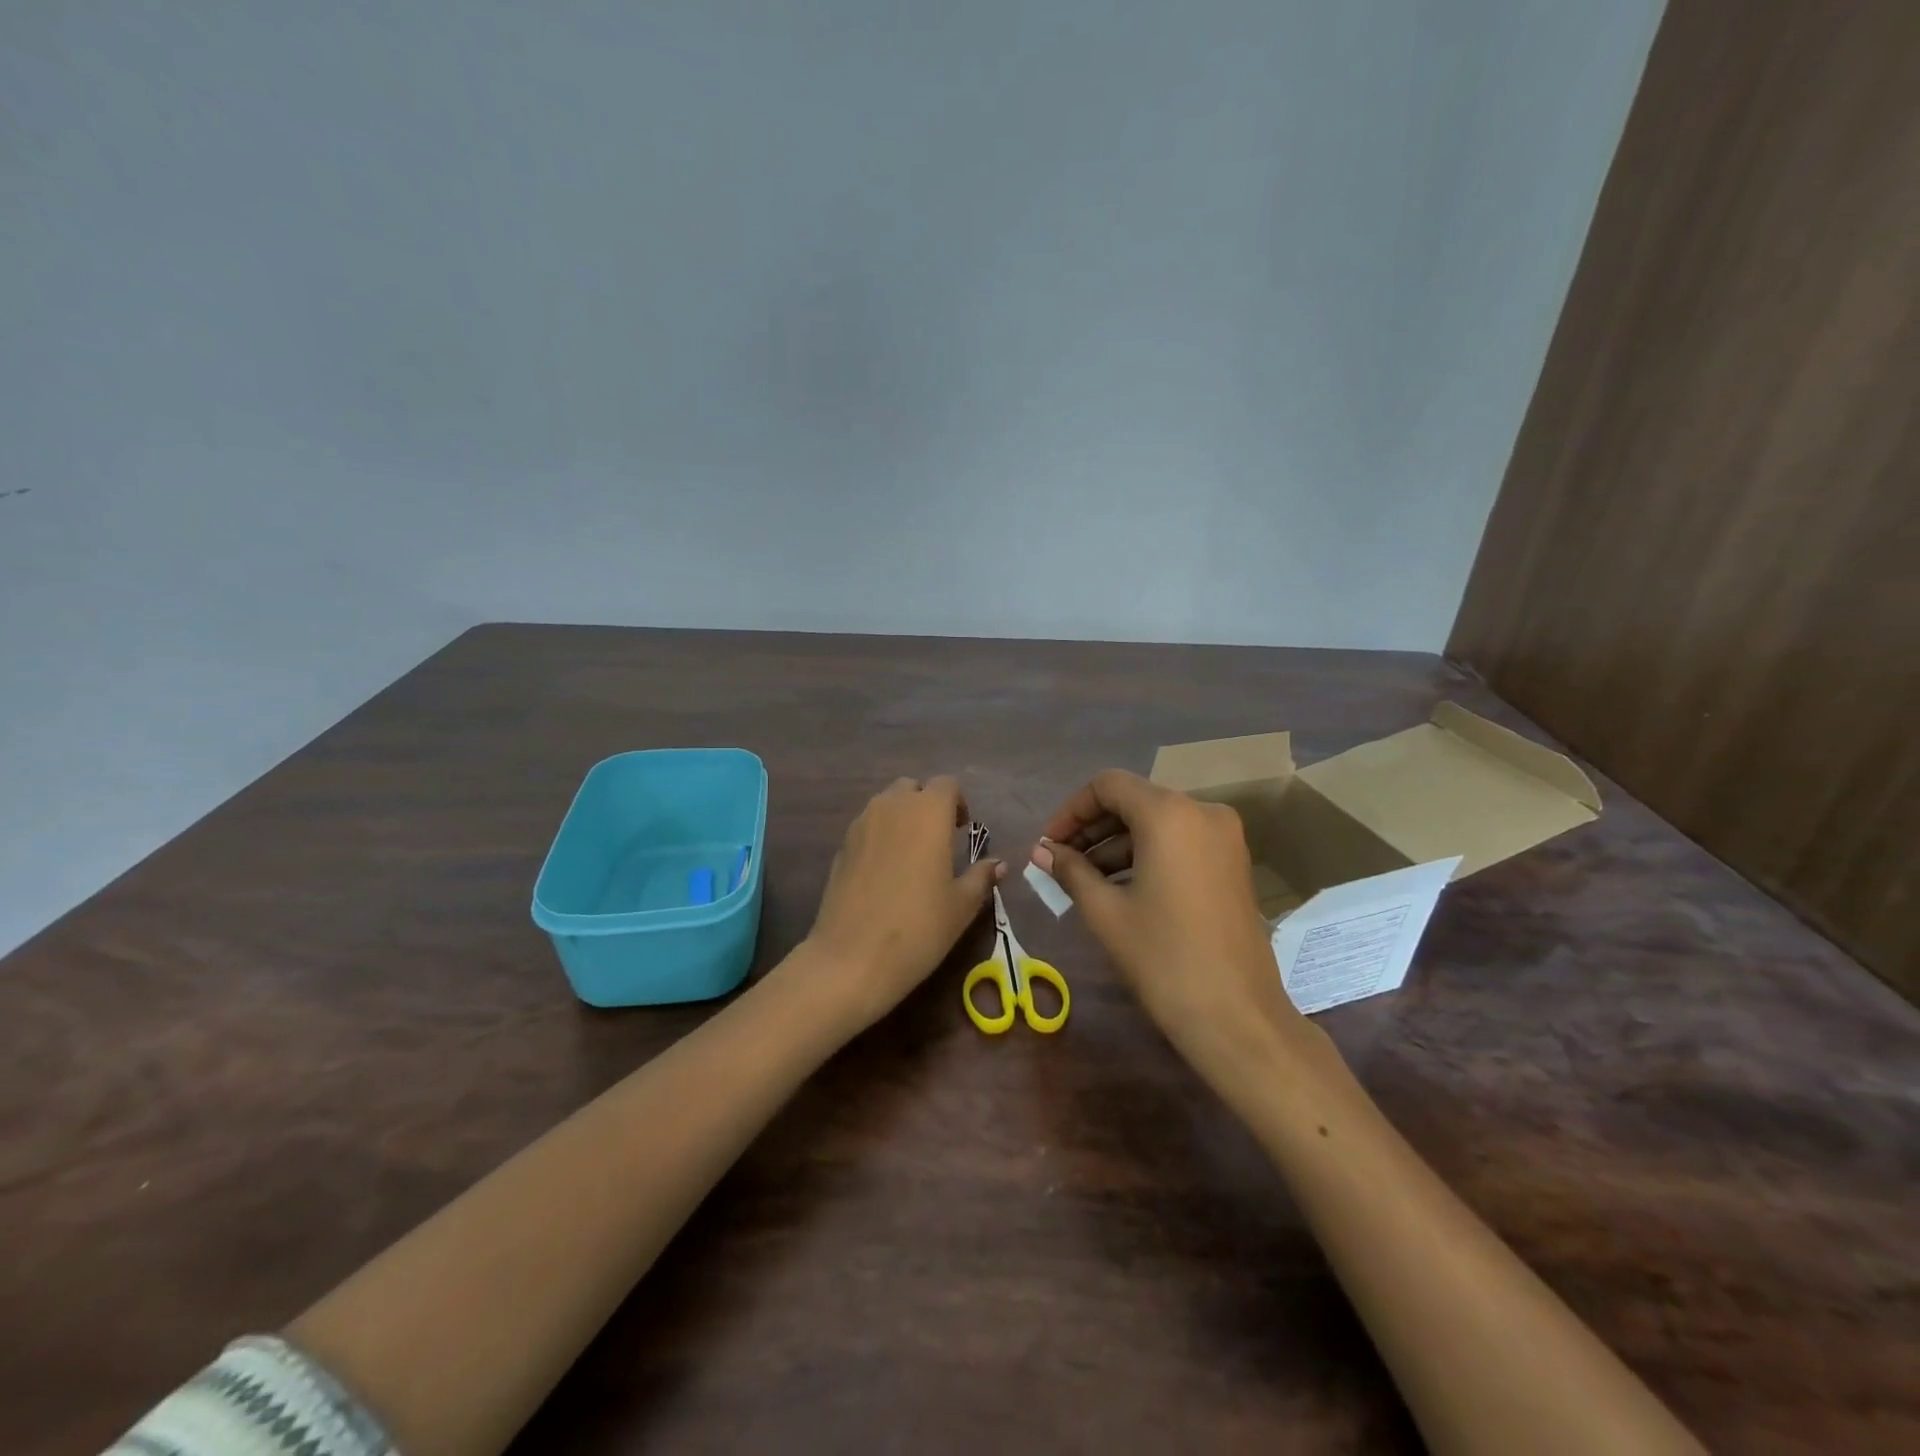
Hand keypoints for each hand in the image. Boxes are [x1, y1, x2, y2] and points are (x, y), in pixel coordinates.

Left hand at [806, 776, 1003, 1031]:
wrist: (852, 958)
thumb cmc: (919, 927)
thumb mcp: (961, 905)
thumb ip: (981, 877)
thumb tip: (998, 864)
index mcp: (927, 812)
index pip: (946, 785)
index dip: (957, 803)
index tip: (962, 830)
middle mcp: (891, 807)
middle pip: (912, 788)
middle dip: (926, 805)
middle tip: (939, 839)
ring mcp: (860, 825)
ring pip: (885, 805)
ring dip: (902, 818)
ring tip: (912, 856)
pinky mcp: (841, 847)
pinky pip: (867, 827)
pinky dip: (880, 837)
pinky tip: (885, 874)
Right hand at [1033, 771, 1304, 1064]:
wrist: (1236, 1016)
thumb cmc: (1163, 958)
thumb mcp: (1106, 912)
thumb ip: (1070, 870)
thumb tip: (1041, 851)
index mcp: (1169, 814)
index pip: (1108, 786)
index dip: (1071, 810)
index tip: (1048, 845)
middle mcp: (1202, 811)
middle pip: (1134, 801)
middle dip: (1092, 827)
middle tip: (1059, 861)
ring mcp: (1224, 837)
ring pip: (1157, 822)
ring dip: (1117, 843)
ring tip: (1083, 878)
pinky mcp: (1232, 862)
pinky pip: (1179, 842)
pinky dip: (1146, 854)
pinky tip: (1119, 886)